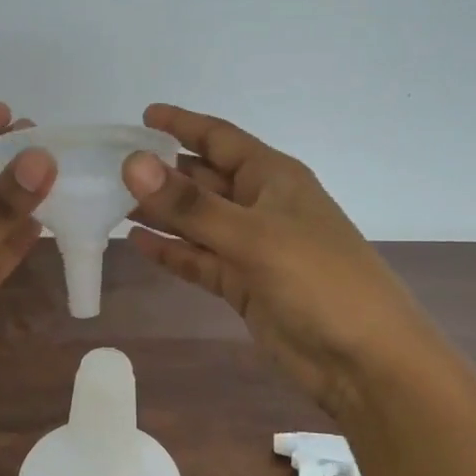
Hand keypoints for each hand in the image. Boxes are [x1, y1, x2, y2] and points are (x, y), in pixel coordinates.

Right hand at [123, 103, 435, 421]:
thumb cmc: (317, 280)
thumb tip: (133, 163)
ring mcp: (252, 247)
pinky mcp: (243, 285)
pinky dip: (171, 252)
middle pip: (204, 179)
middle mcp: (260, 205)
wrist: (364, 359)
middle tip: (111, 167)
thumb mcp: (251, 235)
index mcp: (273, 178)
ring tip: (112, 204)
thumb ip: (190, 204)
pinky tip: (136, 244)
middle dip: (163, 173)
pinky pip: (199, 259)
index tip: (142, 115)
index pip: (220, 139)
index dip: (183, 125)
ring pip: (197, 222)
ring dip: (161, 213)